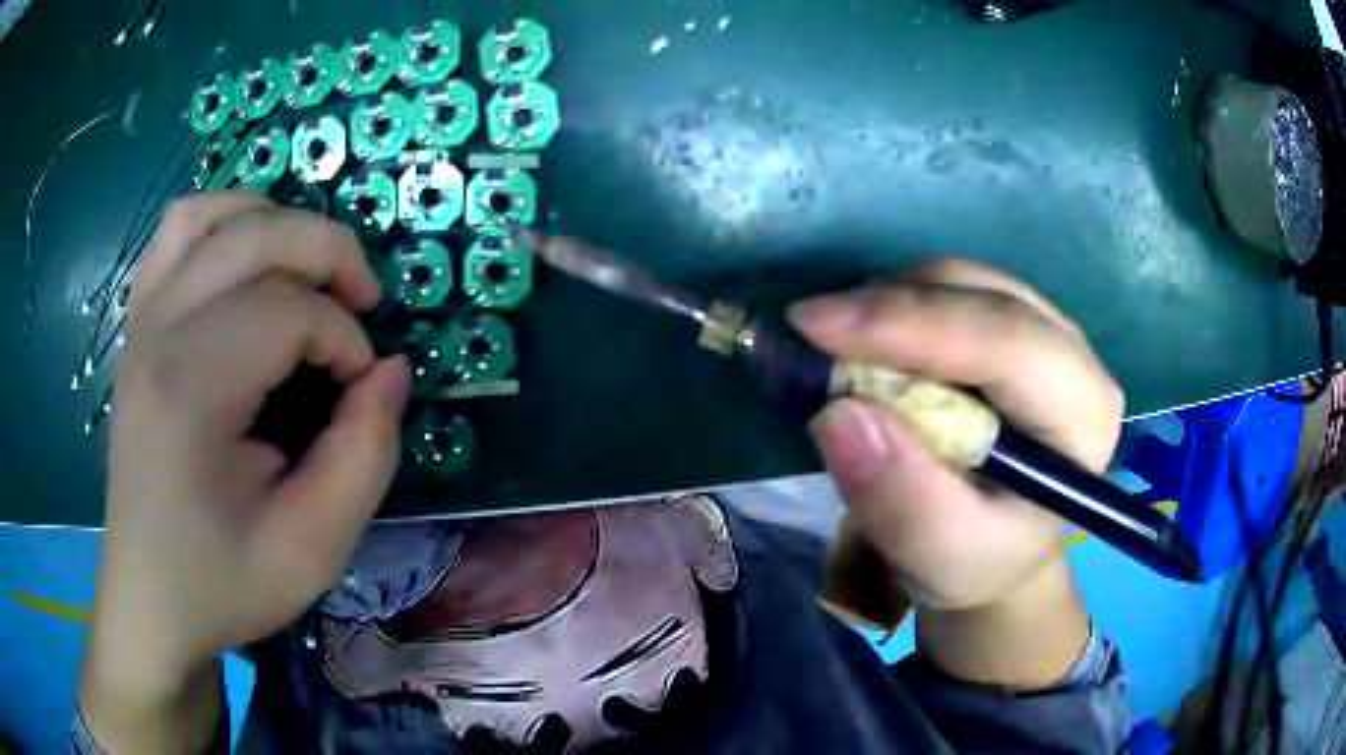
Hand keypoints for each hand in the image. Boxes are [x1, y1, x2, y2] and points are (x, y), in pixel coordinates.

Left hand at [82, 193, 409, 747]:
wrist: (150, 600)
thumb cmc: (224, 583)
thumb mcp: (314, 548)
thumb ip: (365, 455)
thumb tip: (390, 371)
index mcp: (190, 392)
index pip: (287, 313)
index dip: (345, 340)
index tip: (362, 392)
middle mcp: (157, 335)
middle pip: (254, 235)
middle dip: (328, 253)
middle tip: (363, 303)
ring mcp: (140, 323)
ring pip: (211, 213)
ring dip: (276, 222)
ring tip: (308, 272)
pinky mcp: (137, 326)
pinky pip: (178, 233)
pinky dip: (225, 223)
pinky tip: (249, 264)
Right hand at [791, 259, 1121, 686]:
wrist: (996, 550)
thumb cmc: (977, 561)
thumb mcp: (939, 556)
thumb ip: (901, 499)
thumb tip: (839, 414)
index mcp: (1082, 413)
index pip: (1005, 341)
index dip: (909, 323)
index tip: (813, 325)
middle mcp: (1074, 355)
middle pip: (981, 295)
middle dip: (891, 308)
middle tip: (809, 336)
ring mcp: (1043, 329)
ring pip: (960, 281)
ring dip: (889, 305)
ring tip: (837, 351)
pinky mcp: (1009, 323)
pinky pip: (947, 289)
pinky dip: (896, 308)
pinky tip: (868, 345)